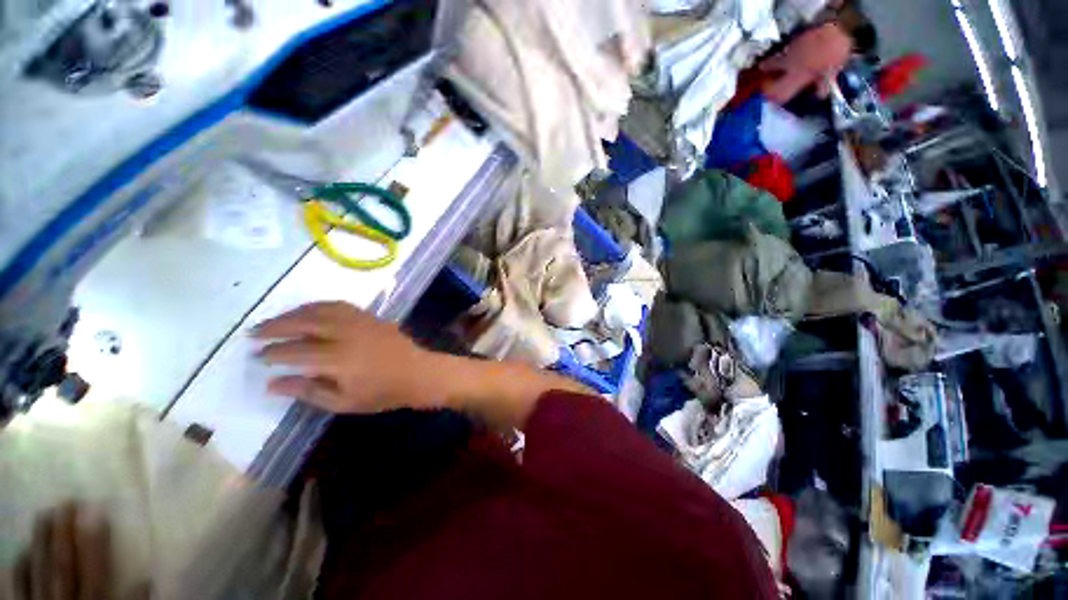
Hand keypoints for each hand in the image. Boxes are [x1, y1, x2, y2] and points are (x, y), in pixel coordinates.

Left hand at [14, 504, 137, 599]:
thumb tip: (146, 579)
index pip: (93, 568)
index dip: (95, 540)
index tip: (96, 510)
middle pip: (61, 564)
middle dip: (62, 533)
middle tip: (65, 501)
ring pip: (38, 570)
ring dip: (41, 541)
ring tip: (43, 514)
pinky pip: (17, 588)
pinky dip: (19, 568)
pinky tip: (21, 551)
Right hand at [253, 302, 437, 413]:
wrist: (418, 373)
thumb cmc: (382, 393)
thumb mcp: (343, 402)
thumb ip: (307, 391)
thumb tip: (272, 383)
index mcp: (338, 359)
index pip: (295, 351)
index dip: (272, 352)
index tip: (256, 356)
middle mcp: (346, 334)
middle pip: (303, 323)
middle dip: (275, 327)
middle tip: (254, 333)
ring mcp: (360, 321)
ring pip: (319, 310)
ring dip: (293, 313)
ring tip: (275, 321)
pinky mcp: (370, 316)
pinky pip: (339, 305)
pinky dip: (318, 306)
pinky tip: (308, 311)